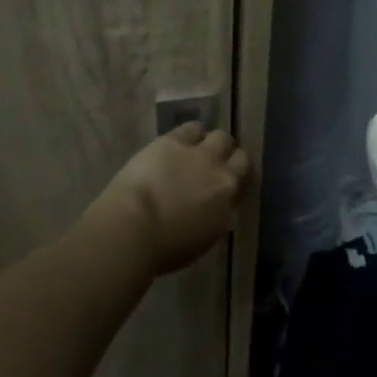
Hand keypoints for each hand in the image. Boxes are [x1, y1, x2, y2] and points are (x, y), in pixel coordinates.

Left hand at [98, 122, 250, 274]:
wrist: (135, 227)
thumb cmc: (163, 248)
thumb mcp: (201, 240)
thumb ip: (214, 219)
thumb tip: (216, 209)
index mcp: (227, 206)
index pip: (242, 184)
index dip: (235, 180)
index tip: (225, 183)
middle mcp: (221, 176)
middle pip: (238, 157)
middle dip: (229, 158)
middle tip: (215, 163)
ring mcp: (199, 155)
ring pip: (220, 137)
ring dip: (213, 142)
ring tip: (200, 147)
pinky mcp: (174, 141)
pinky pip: (192, 128)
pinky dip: (192, 133)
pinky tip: (183, 138)